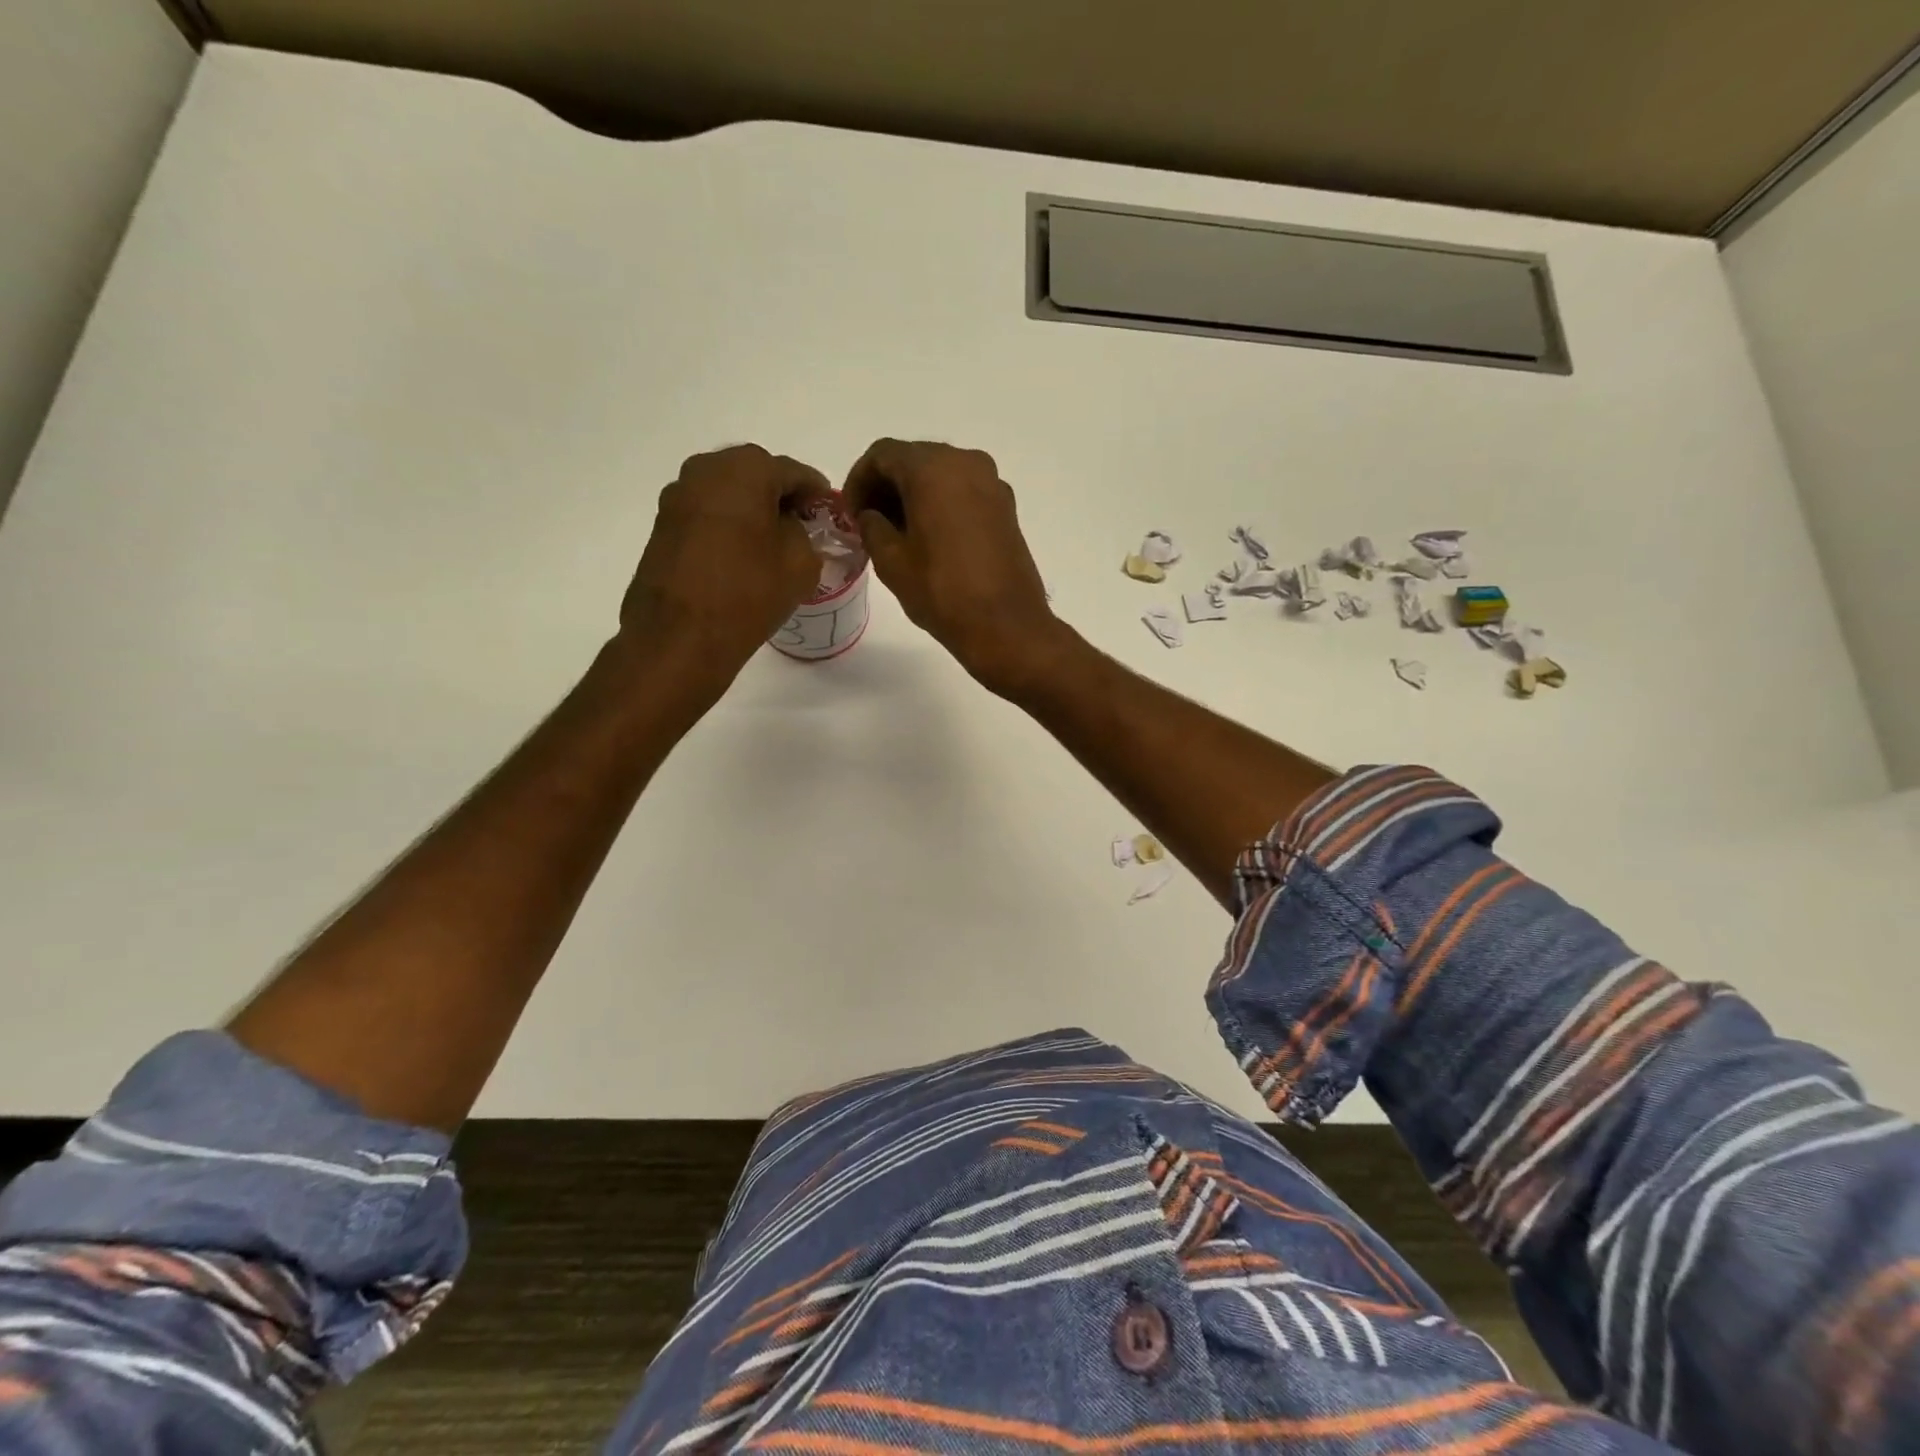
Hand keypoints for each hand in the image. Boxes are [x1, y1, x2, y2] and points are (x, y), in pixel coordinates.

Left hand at [619, 445, 830, 682]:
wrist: (680, 636)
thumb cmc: (749, 592)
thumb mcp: (802, 563)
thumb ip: (803, 533)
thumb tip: (787, 528)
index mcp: (746, 469)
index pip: (794, 472)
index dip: (816, 492)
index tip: (829, 510)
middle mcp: (705, 470)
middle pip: (755, 475)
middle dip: (779, 497)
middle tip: (801, 526)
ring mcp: (677, 497)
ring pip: (727, 494)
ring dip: (750, 511)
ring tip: (770, 544)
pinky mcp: (662, 526)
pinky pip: (706, 516)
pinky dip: (727, 527)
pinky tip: (740, 556)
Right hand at [843, 439, 1063, 695]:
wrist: (1006, 626)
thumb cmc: (942, 593)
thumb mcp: (891, 561)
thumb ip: (871, 526)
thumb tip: (871, 515)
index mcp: (933, 468)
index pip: (882, 454)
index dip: (858, 480)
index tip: (850, 514)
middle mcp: (966, 462)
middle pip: (914, 459)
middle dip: (886, 486)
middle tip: (869, 522)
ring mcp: (992, 484)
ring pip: (941, 474)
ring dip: (914, 495)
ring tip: (897, 533)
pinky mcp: (1006, 508)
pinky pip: (964, 492)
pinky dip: (941, 504)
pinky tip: (929, 538)